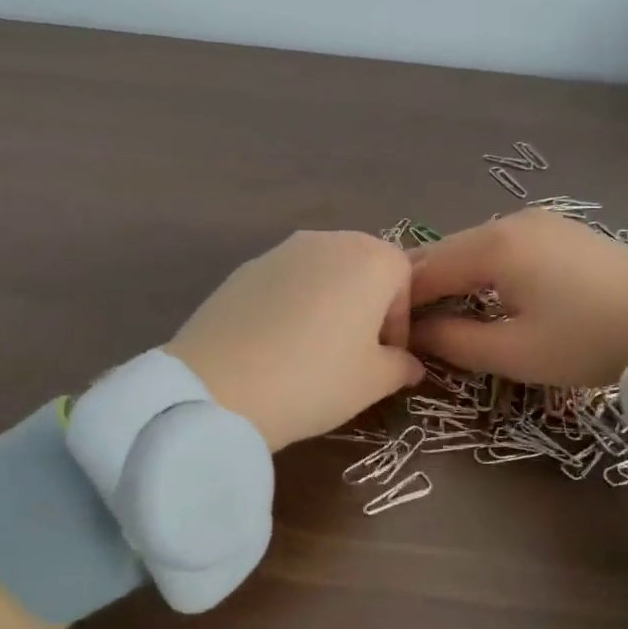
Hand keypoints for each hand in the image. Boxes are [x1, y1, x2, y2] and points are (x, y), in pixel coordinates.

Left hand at [169, 231, 424, 451]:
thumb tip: (407, 363)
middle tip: (355, 353)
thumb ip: (400, 366)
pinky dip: (291, 305)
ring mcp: (280, 250)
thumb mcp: (372, 382)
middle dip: (367, 306)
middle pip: (362, 266)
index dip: (400, 320)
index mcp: (370, 258)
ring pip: (322, 272)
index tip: (387, 358)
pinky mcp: (243, 268)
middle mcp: (327, 241)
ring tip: (313, 350)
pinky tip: (276, 346)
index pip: (404, 277)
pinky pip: (284, 282)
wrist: (219, 387)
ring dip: (329, 303)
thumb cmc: (315, 379)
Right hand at [408, 210, 627, 386]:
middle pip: (444, 253)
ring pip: (472, 249)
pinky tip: (483, 297)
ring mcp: (537, 221)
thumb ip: (454, 341)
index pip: (422, 270)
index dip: (398, 303)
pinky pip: (501, 248)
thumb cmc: (592, 339)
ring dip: (451, 280)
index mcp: (492, 246)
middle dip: (420, 289)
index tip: (384, 335)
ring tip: (441, 318)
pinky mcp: (559, 231)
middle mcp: (509, 221)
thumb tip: (413, 336)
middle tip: (406, 330)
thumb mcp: (516, 352)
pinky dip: (480, 272)